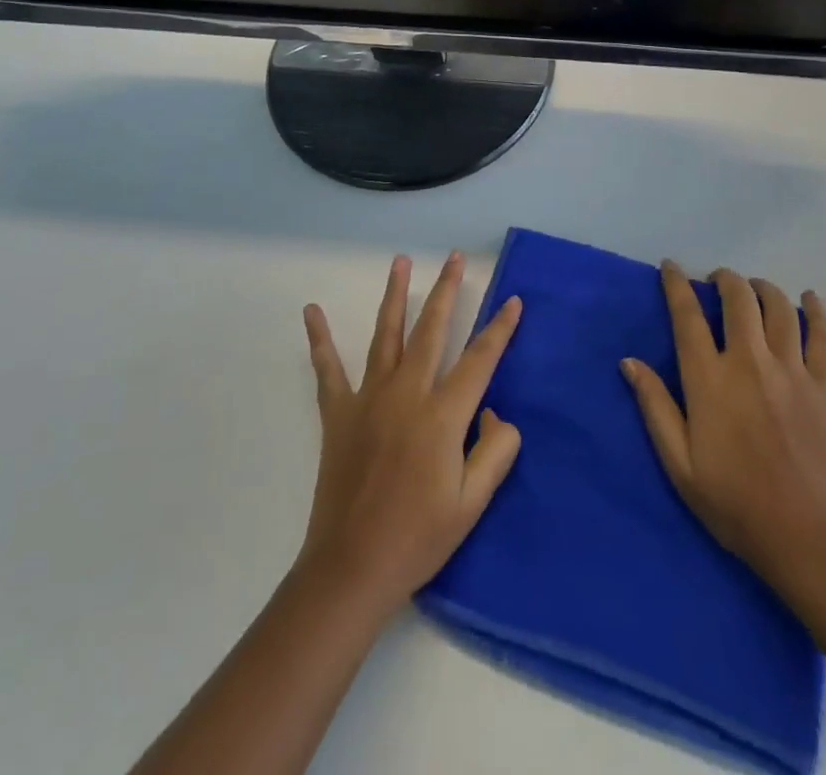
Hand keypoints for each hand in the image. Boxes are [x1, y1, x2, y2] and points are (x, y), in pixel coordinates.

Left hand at [297, 252, 522, 620]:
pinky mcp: (339, 412)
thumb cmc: (418, 537)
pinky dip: (319, 339)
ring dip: (395, 295)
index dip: (500, 328)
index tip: (513, 300)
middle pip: (432, 329)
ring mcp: (369, 398)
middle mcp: (407, 393)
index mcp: (443, 414)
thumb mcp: (473, 502)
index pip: (480, 359)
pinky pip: (328, 369)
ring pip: (387, 334)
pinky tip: (311, 311)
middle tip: (453, 258)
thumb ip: (495, 450)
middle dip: (446, 290)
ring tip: (400, 262)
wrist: (352, 568)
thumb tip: (494, 412)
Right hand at [621, 261, 825, 597]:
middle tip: (717, 279)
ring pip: (779, 308)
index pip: (688, 316)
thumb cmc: (733, 503)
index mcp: (709, 380)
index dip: (676, 285)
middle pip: (738, 299)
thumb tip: (629, 361)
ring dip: (763, 288)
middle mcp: (749, 362)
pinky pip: (822, 336)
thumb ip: (655, 407)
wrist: (805, 536)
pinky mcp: (823, 386)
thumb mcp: (679, 463)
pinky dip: (815, 311)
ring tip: (754, 287)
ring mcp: (791, 370)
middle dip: (725, 279)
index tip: (671, 266)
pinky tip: (809, 297)